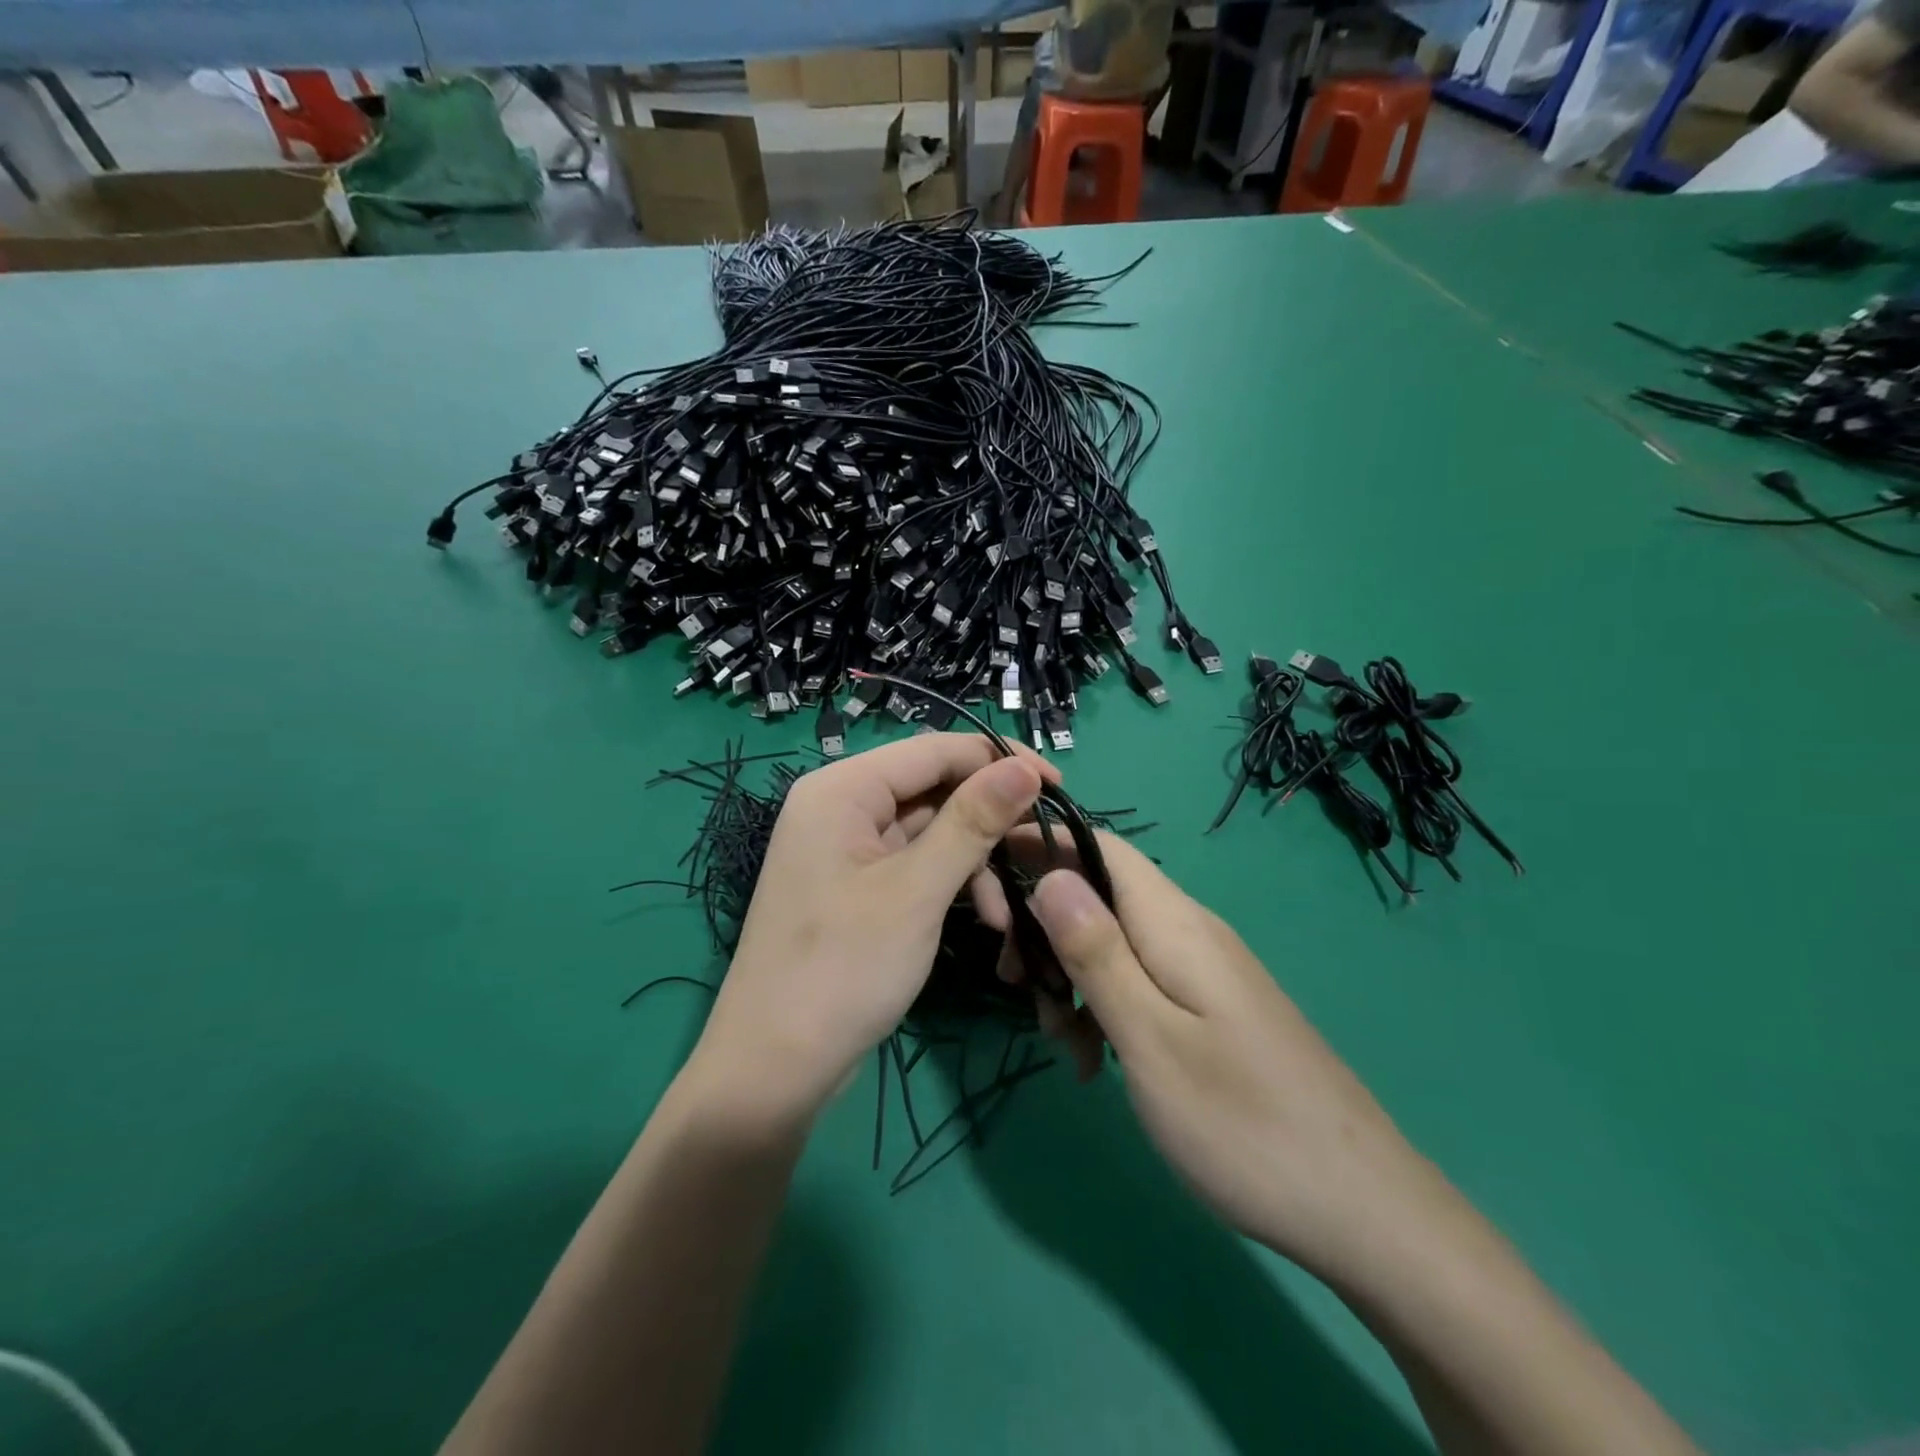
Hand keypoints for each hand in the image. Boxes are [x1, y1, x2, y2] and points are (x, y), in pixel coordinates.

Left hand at [688, 735, 1053, 1124]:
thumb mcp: (917, 891)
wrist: (774, 1069)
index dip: (997, 760)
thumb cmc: (843, 969)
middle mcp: (840, 807)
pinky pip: (915, 864)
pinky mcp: (857, 886)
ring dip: (974, 863)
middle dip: (987, 822)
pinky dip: (951, 885)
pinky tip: (987, 921)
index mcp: (842, 789)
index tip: (1058, 784)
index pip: (933, 749)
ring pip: (929, 830)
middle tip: (1043, 848)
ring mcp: (846, 849)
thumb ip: (972, 822)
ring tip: (1007, 915)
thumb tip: (1025, 768)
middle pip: (932, 789)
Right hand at [994, 830, 1444, 1281]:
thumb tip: (1048, 873)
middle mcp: (1188, 928)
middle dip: (1045, 928)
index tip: (987, 887)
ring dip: (1072, 975)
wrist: (1362, 1207)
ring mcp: (1203, 968)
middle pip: (1097, 891)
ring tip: (1063, 1042)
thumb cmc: (1241, 1123)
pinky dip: (1105, 1005)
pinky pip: (1140, 979)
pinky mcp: (1210, 1004)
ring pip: (1114, 940)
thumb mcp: (1150, 1039)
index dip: (1038, 845)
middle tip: (1020, 990)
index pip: (1096, 843)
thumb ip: (1097, 952)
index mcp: (1173, 922)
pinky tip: (1096, 1061)